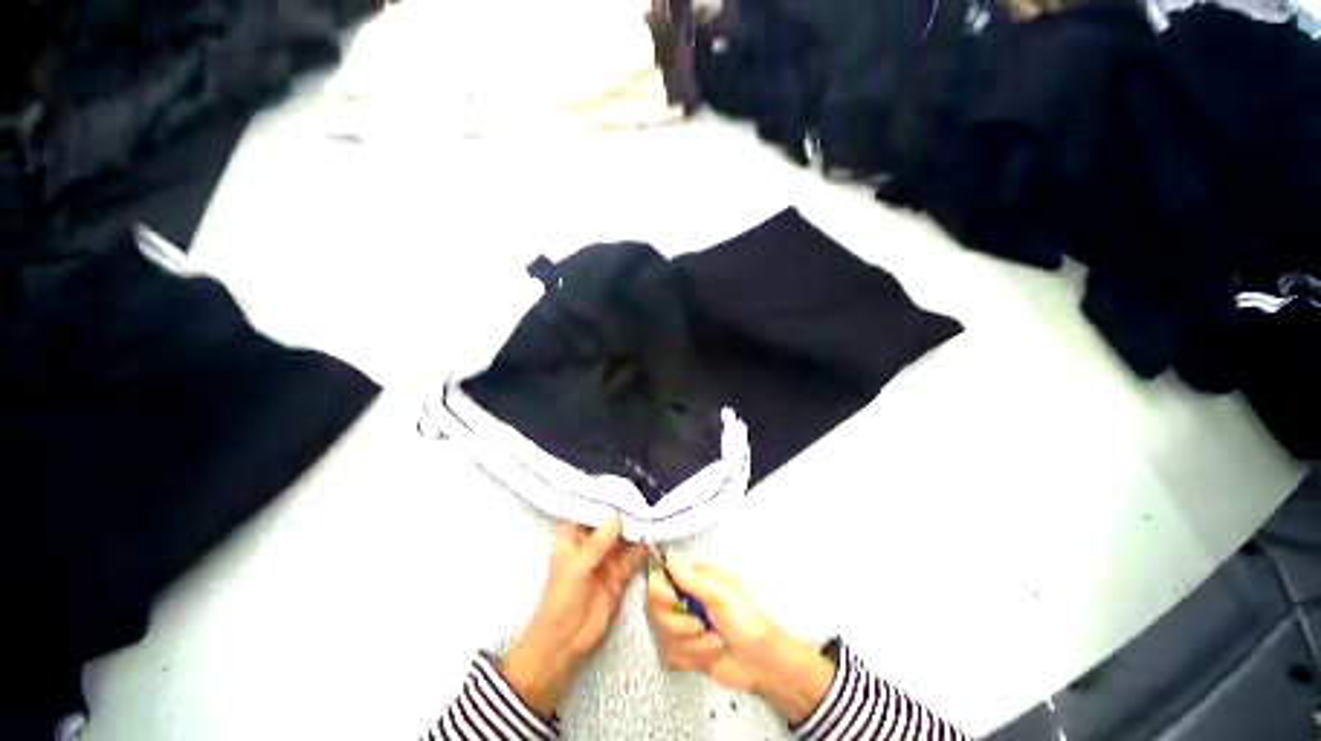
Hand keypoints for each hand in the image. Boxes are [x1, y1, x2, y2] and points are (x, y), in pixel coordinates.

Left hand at [500, 515, 646, 718]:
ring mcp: (607, 557)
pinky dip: (644, 546)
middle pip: (612, 521)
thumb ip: (597, 543)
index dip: (607, 498)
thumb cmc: (560, 600)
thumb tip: (616, 516)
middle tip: (647, 498)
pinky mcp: (620, 574)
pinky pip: (634, 555)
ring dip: (638, 527)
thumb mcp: (577, 568)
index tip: (626, 487)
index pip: (591, 509)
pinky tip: (656, 535)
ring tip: (655, 513)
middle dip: (628, 511)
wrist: (565, 644)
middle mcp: (592, 542)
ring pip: (625, 537)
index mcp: (574, 535)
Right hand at [647, 555, 835, 726]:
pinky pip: (671, 656)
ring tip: (712, 640)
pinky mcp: (684, 648)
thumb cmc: (748, 623)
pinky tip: (710, 652)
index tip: (671, 599)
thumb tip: (670, 558)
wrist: (761, 663)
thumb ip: (693, 578)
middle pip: (656, 609)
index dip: (660, 590)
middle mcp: (685, 598)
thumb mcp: (722, 595)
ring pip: (664, 635)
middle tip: (699, 625)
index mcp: (694, 578)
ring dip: (691, 644)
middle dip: (678, 624)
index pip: (660, 577)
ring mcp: (684, 624)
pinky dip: (692, 658)